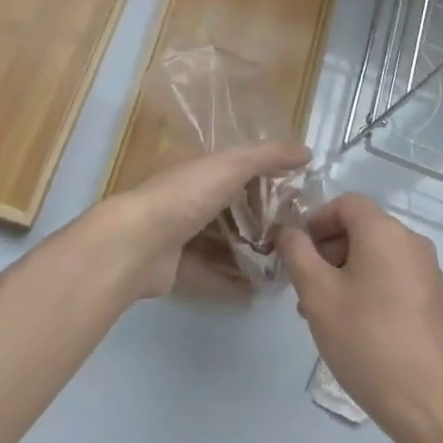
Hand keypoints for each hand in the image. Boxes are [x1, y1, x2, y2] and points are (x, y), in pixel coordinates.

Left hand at [78, 141, 310, 301]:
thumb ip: (268, 156)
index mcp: (194, 168)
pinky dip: (233, 282)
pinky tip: (259, 292)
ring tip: (283, 266)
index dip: (265, 179)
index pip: (235, 169)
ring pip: (221, 244)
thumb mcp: (231, 165)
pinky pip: (210, 275)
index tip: (297, 195)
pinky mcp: (175, 269)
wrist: (136, 245)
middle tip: (295, 236)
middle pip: (230, 209)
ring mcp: (178, 235)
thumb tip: (307, 151)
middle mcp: (185, 198)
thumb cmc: (184, 196)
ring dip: (249, 254)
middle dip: (260, 222)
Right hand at [275, 194, 442, 442]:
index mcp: (385, 231)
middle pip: (362, 228)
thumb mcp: (317, 295)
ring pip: (377, 256)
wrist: (431, 406)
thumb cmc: (367, 341)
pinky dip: (371, 288)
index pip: (345, 202)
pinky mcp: (438, 302)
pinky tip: (358, 329)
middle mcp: (412, 242)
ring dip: (346, 273)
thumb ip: (297, 253)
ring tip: (325, 314)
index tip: (297, 253)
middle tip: (305, 288)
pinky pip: (395, 278)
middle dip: (328, 251)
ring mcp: (430, 273)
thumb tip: (288, 230)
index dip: (316, 220)